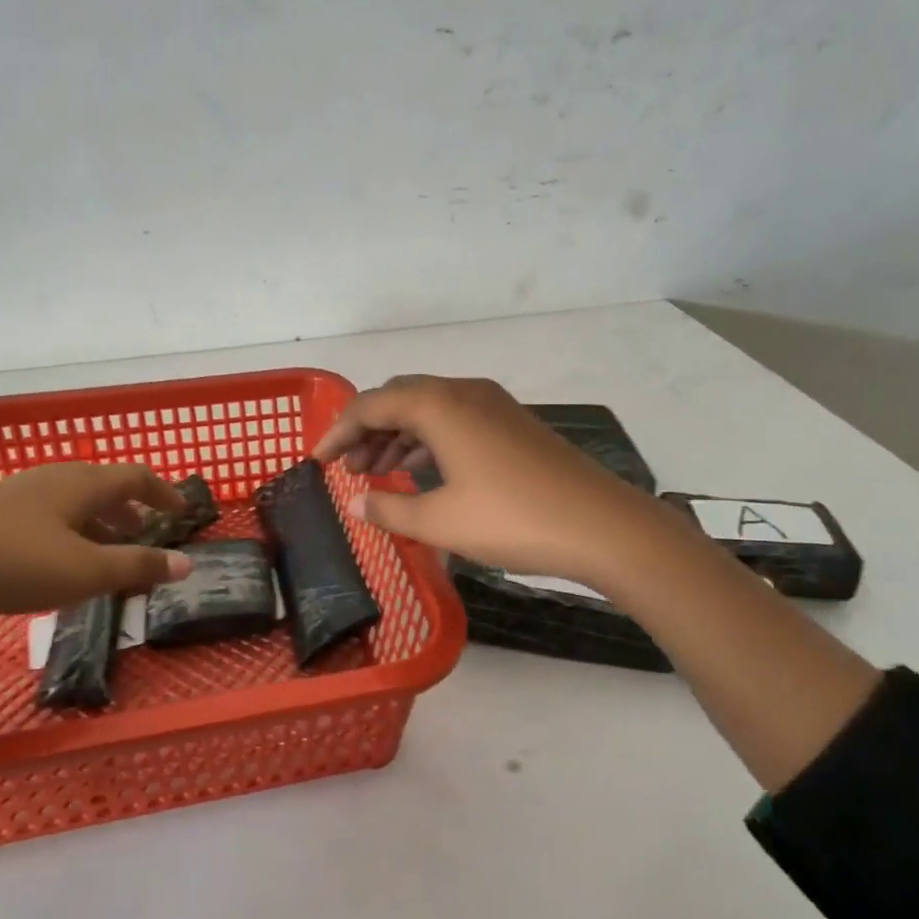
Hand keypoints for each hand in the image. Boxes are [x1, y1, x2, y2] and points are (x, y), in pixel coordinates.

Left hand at [0, 462, 193, 618]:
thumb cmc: (11, 562)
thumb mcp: (84, 571)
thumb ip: (137, 567)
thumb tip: (187, 564)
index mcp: (82, 484)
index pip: (137, 477)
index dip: (164, 493)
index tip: (182, 511)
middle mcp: (54, 479)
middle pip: (105, 487)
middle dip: (132, 511)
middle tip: (146, 537)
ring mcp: (19, 494)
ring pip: (74, 503)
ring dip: (100, 524)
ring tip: (106, 555)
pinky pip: (48, 516)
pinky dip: (70, 533)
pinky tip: (57, 563)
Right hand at [314, 376, 670, 590]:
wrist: (600, 525)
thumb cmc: (511, 519)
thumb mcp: (440, 521)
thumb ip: (390, 508)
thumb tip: (356, 502)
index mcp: (439, 405)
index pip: (371, 405)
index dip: (338, 432)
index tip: (317, 461)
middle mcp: (464, 393)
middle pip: (399, 398)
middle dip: (368, 430)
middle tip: (348, 468)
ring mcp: (494, 406)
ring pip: (430, 409)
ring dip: (398, 435)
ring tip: (378, 471)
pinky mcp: (514, 424)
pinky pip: (456, 421)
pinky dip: (429, 440)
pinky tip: (423, 471)